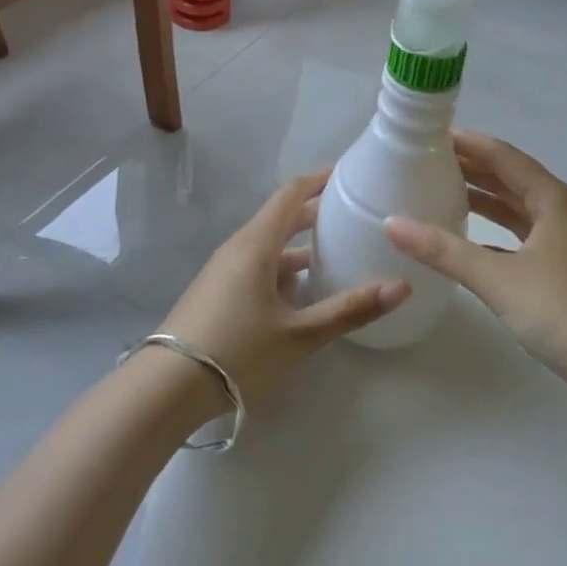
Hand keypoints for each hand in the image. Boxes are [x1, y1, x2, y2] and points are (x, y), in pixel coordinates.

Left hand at [157, 170, 409, 411]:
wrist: (164, 391)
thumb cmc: (236, 352)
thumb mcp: (300, 335)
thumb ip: (350, 309)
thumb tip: (402, 286)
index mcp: (257, 244)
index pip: (292, 193)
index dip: (322, 179)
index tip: (352, 174)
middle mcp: (239, 248)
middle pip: (282, 216)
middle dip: (318, 212)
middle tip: (356, 213)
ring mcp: (225, 272)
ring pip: (270, 244)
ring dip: (303, 243)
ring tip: (340, 250)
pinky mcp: (219, 294)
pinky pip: (259, 266)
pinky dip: (286, 267)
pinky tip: (305, 291)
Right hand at [384, 133, 566, 401]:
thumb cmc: (564, 311)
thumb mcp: (498, 278)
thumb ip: (444, 250)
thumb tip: (392, 223)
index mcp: (553, 198)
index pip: (503, 156)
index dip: (468, 143)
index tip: (430, 134)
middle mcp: (562, 211)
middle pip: (511, 178)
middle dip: (472, 168)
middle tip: (426, 160)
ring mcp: (566, 241)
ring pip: (517, 209)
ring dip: (484, 199)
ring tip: (441, 190)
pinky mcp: (564, 270)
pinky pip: (522, 237)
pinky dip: (495, 233)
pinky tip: (468, 240)